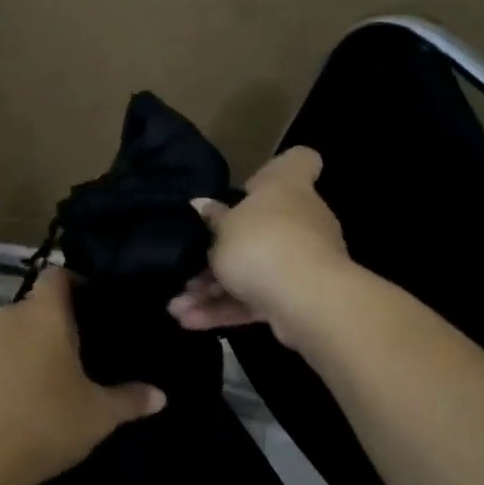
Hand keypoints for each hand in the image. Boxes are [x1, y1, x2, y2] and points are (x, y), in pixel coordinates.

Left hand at [0, 268, 165, 484]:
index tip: (84, 305)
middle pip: (27, 310)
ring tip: (24, 387)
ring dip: (10, 351)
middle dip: (42, 328)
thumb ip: (130, 400)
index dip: (70, 285)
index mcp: (44, 316)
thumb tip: (161, 396)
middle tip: (60, 361)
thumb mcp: (98, 416)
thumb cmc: (45, 424)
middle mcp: (4, 317)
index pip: (56, 277)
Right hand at [167, 147, 351, 345]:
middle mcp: (302, 220)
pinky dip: (226, 310)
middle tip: (188, 266)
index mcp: (287, 188)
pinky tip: (190, 322)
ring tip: (177, 306)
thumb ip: (213, 220)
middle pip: (264, 227)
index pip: (299, 162)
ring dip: (213, 290)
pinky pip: (256, 300)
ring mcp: (304, 261)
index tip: (249, 186)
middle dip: (223, 251)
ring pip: (253, 271)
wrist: (306, 299)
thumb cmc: (262, 243)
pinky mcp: (298, 299)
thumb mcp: (222, 229)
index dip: (276, 170)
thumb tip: (203, 206)